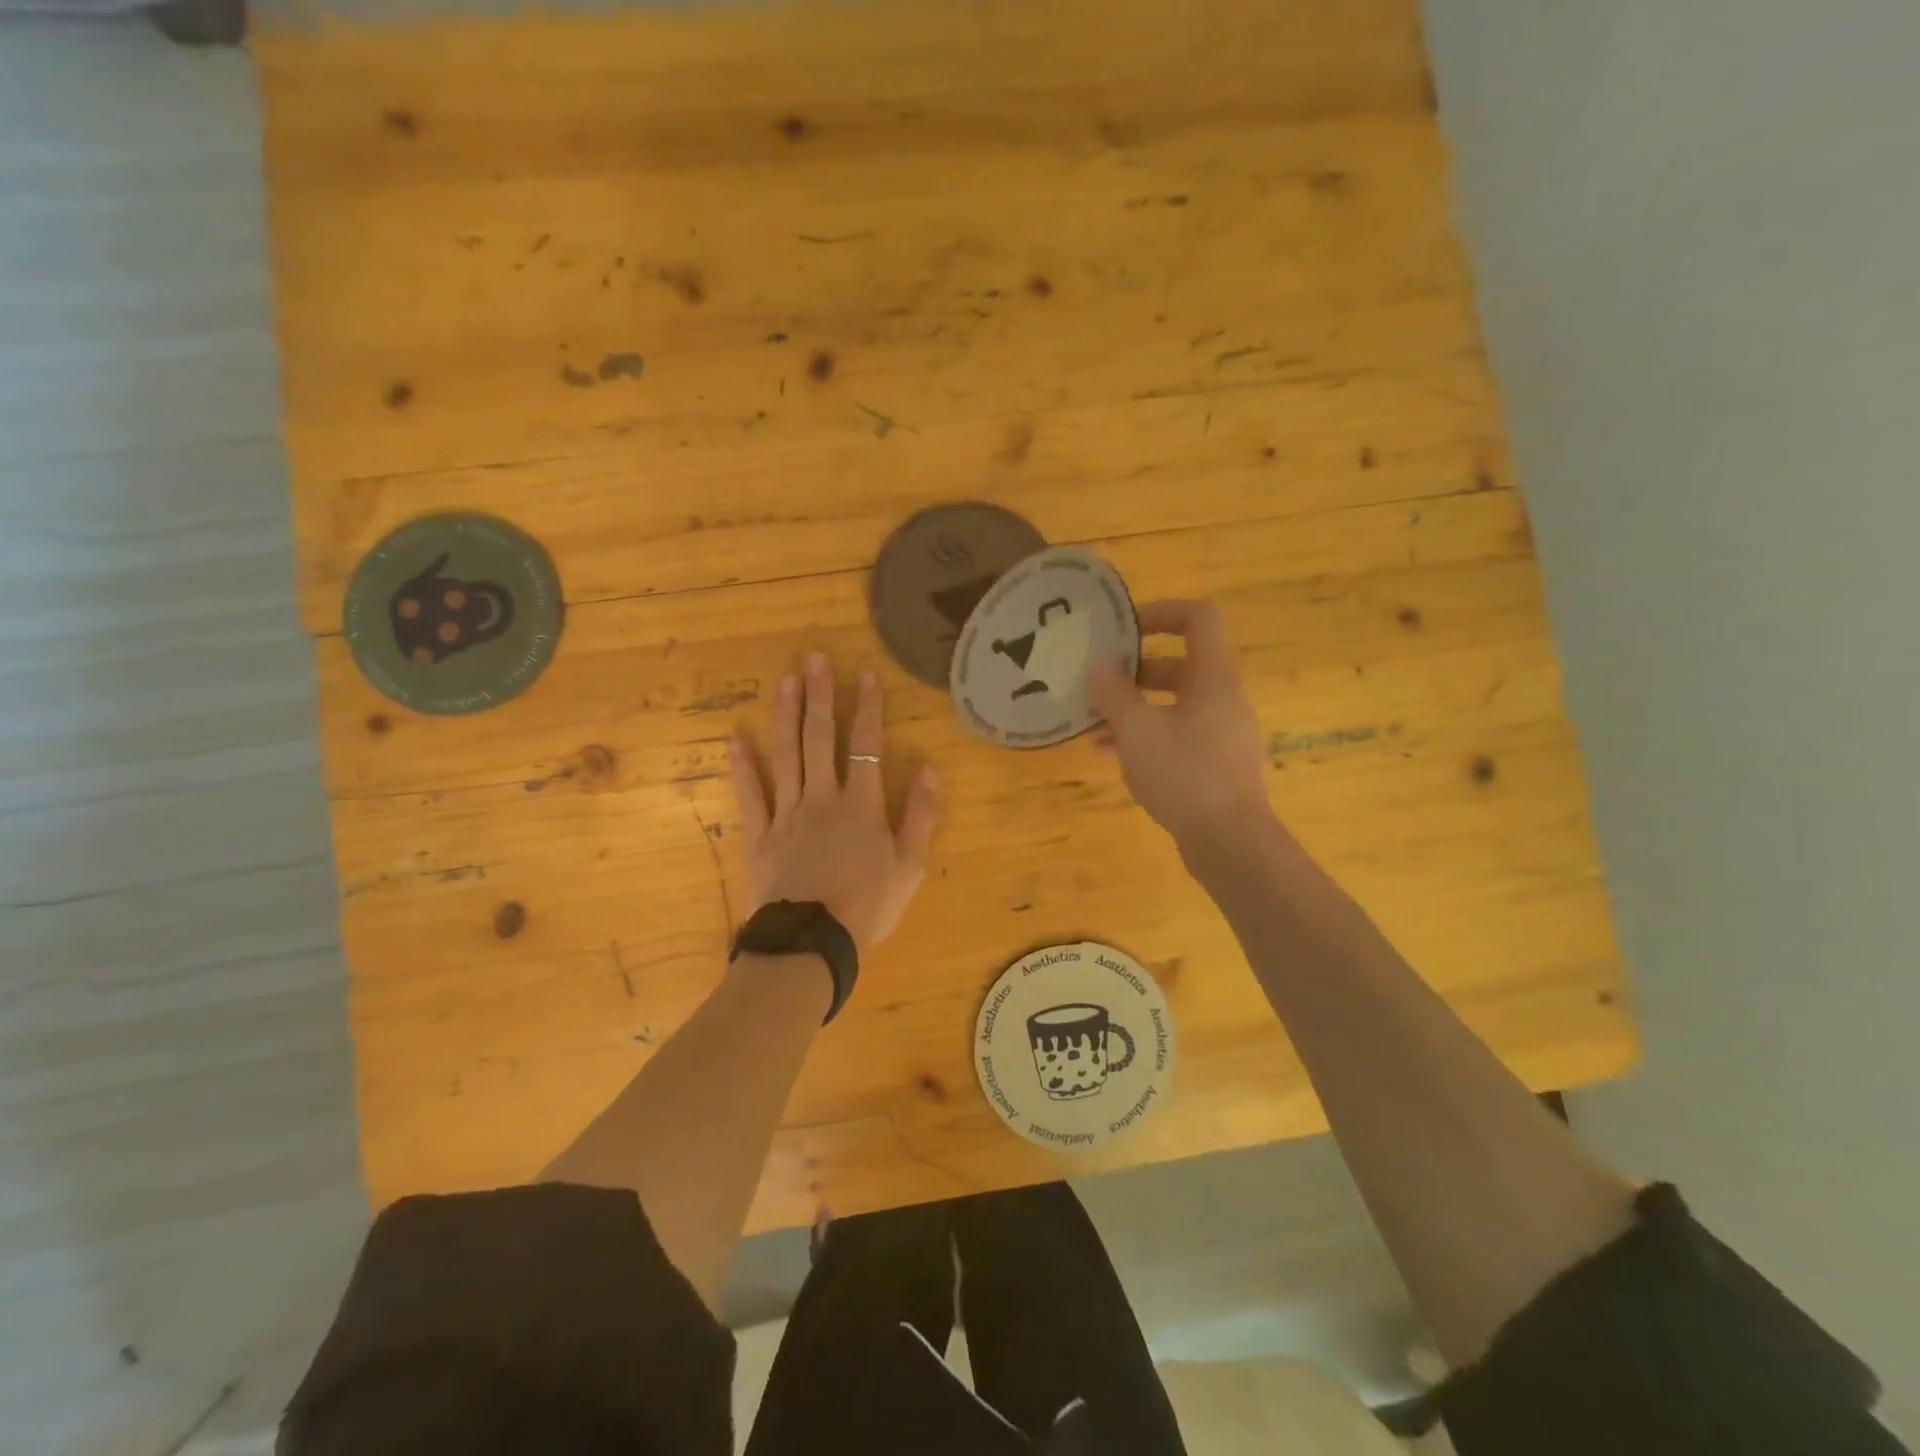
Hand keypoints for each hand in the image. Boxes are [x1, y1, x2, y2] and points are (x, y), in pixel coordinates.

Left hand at [728, 652, 940, 952]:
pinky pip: (750, 796)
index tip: (865, 673)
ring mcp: (788, 814)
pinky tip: (735, 738)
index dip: (868, 708)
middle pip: (821, 739)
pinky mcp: (760, 835)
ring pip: (786, 755)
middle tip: (814, 658)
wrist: (812, 944)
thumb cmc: (868, 907)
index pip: (867, 745)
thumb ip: (921, 816)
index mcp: (862, 805)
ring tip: (785, 681)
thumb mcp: (910, 867)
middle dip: (821, 696)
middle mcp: (823, 798)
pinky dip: (742, 768)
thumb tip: (930, 769)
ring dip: (786, 716)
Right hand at [1088, 599, 1272, 849]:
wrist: (1230, 841)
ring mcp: (1222, 731)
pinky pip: (1178, 734)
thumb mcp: (1137, 730)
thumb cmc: (1184, 774)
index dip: (1161, 612)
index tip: (1123, 629)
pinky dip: (1147, 736)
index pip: (1198, 618)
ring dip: (1134, 708)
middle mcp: (1223, 697)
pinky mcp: (1216, 762)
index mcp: (1212, 677)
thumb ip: (1114, 694)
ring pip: (1173, 704)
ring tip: (1094, 725)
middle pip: (1178, 664)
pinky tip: (1111, 755)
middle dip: (1134, 671)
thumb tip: (1100, 667)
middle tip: (1098, 682)